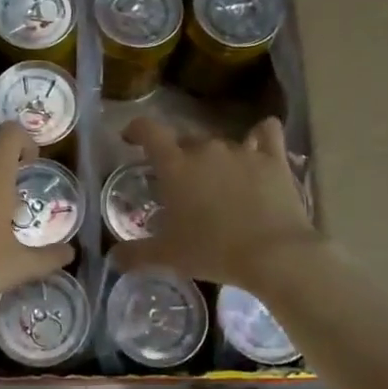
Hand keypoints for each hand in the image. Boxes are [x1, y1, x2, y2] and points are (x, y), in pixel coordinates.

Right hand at [112, 117, 319, 289]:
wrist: (274, 255)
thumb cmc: (213, 251)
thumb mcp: (168, 256)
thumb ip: (135, 254)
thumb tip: (112, 258)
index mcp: (175, 165)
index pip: (148, 131)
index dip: (136, 130)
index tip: (130, 138)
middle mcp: (205, 149)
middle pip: (185, 140)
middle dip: (179, 157)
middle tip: (181, 184)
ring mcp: (242, 150)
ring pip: (221, 142)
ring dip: (215, 157)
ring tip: (219, 181)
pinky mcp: (273, 158)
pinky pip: (266, 133)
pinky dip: (260, 137)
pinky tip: (259, 146)